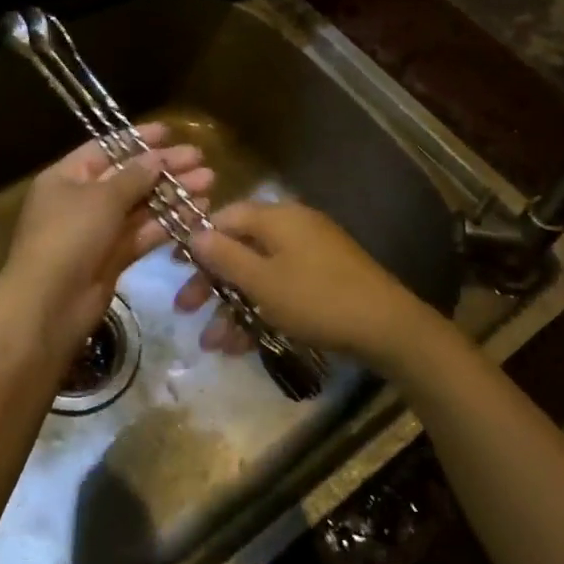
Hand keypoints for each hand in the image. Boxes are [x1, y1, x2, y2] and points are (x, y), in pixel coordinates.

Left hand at [0, 124, 211, 350]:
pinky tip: (197, 212)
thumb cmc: (68, 237)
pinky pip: (143, 233)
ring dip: (173, 194)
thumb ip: (134, 176)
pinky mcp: (114, 258)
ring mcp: (98, 231)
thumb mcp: (101, 198)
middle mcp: (81, 200)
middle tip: (201, 159)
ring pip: (141, 206)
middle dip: (164, 167)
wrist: (49, 306)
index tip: (170, 132)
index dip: (138, 139)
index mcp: (66, 177)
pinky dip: (168, 222)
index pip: (106, 148)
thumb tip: (157, 157)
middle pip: (128, 176)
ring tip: (209, 183)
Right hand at [177, 201, 440, 365]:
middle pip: (240, 247)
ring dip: (233, 306)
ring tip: (213, 344)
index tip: (175, 267)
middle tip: (186, 310)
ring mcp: (310, 253)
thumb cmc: (317, 299)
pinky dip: (260, 310)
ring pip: (259, 274)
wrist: (388, 327)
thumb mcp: (263, 281)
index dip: (198, 240)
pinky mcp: (323, 279)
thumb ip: (225, 256)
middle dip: (211, 281)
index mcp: (276, 217)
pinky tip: (242, 346)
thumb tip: (194, 232)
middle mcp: (291, 228)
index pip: (225, 217)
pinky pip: (280, 288)